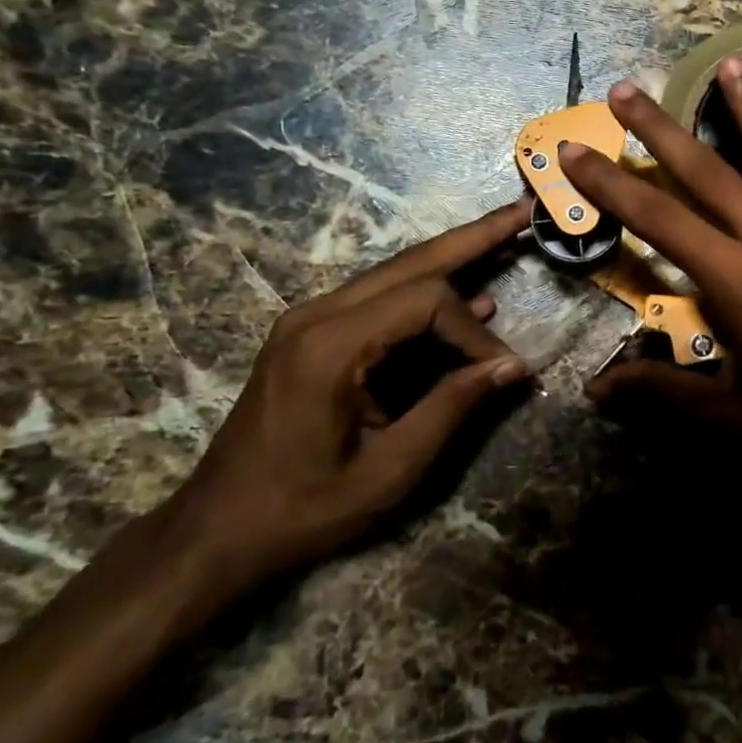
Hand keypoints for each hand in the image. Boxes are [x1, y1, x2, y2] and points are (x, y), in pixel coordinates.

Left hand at [161, 198, 531, 604]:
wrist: (218, 530)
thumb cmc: (303, 508)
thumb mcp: (389, 470)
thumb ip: (452, 408)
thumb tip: (513, 365)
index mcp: (330, 347)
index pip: (426, 302)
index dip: (473, 332)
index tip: (500, 372)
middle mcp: (317, 316)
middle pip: (412, 261)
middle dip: (474, 237)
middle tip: (523, 212)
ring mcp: (310, 320)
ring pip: (397, 272)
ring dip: (453, 255)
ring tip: (505, 234)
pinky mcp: (313, 334)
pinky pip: (381, 299)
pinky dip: (428, 293)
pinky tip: (469, 298)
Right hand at [560, 62, 741, 496]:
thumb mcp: (725, 415)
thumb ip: (659, 391)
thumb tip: (595, 389)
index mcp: (734, 280)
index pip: (656, 220)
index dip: (610, 185)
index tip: (573, 150)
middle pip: (707, 173)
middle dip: (660, 129)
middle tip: (626, 90)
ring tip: (731, 64)